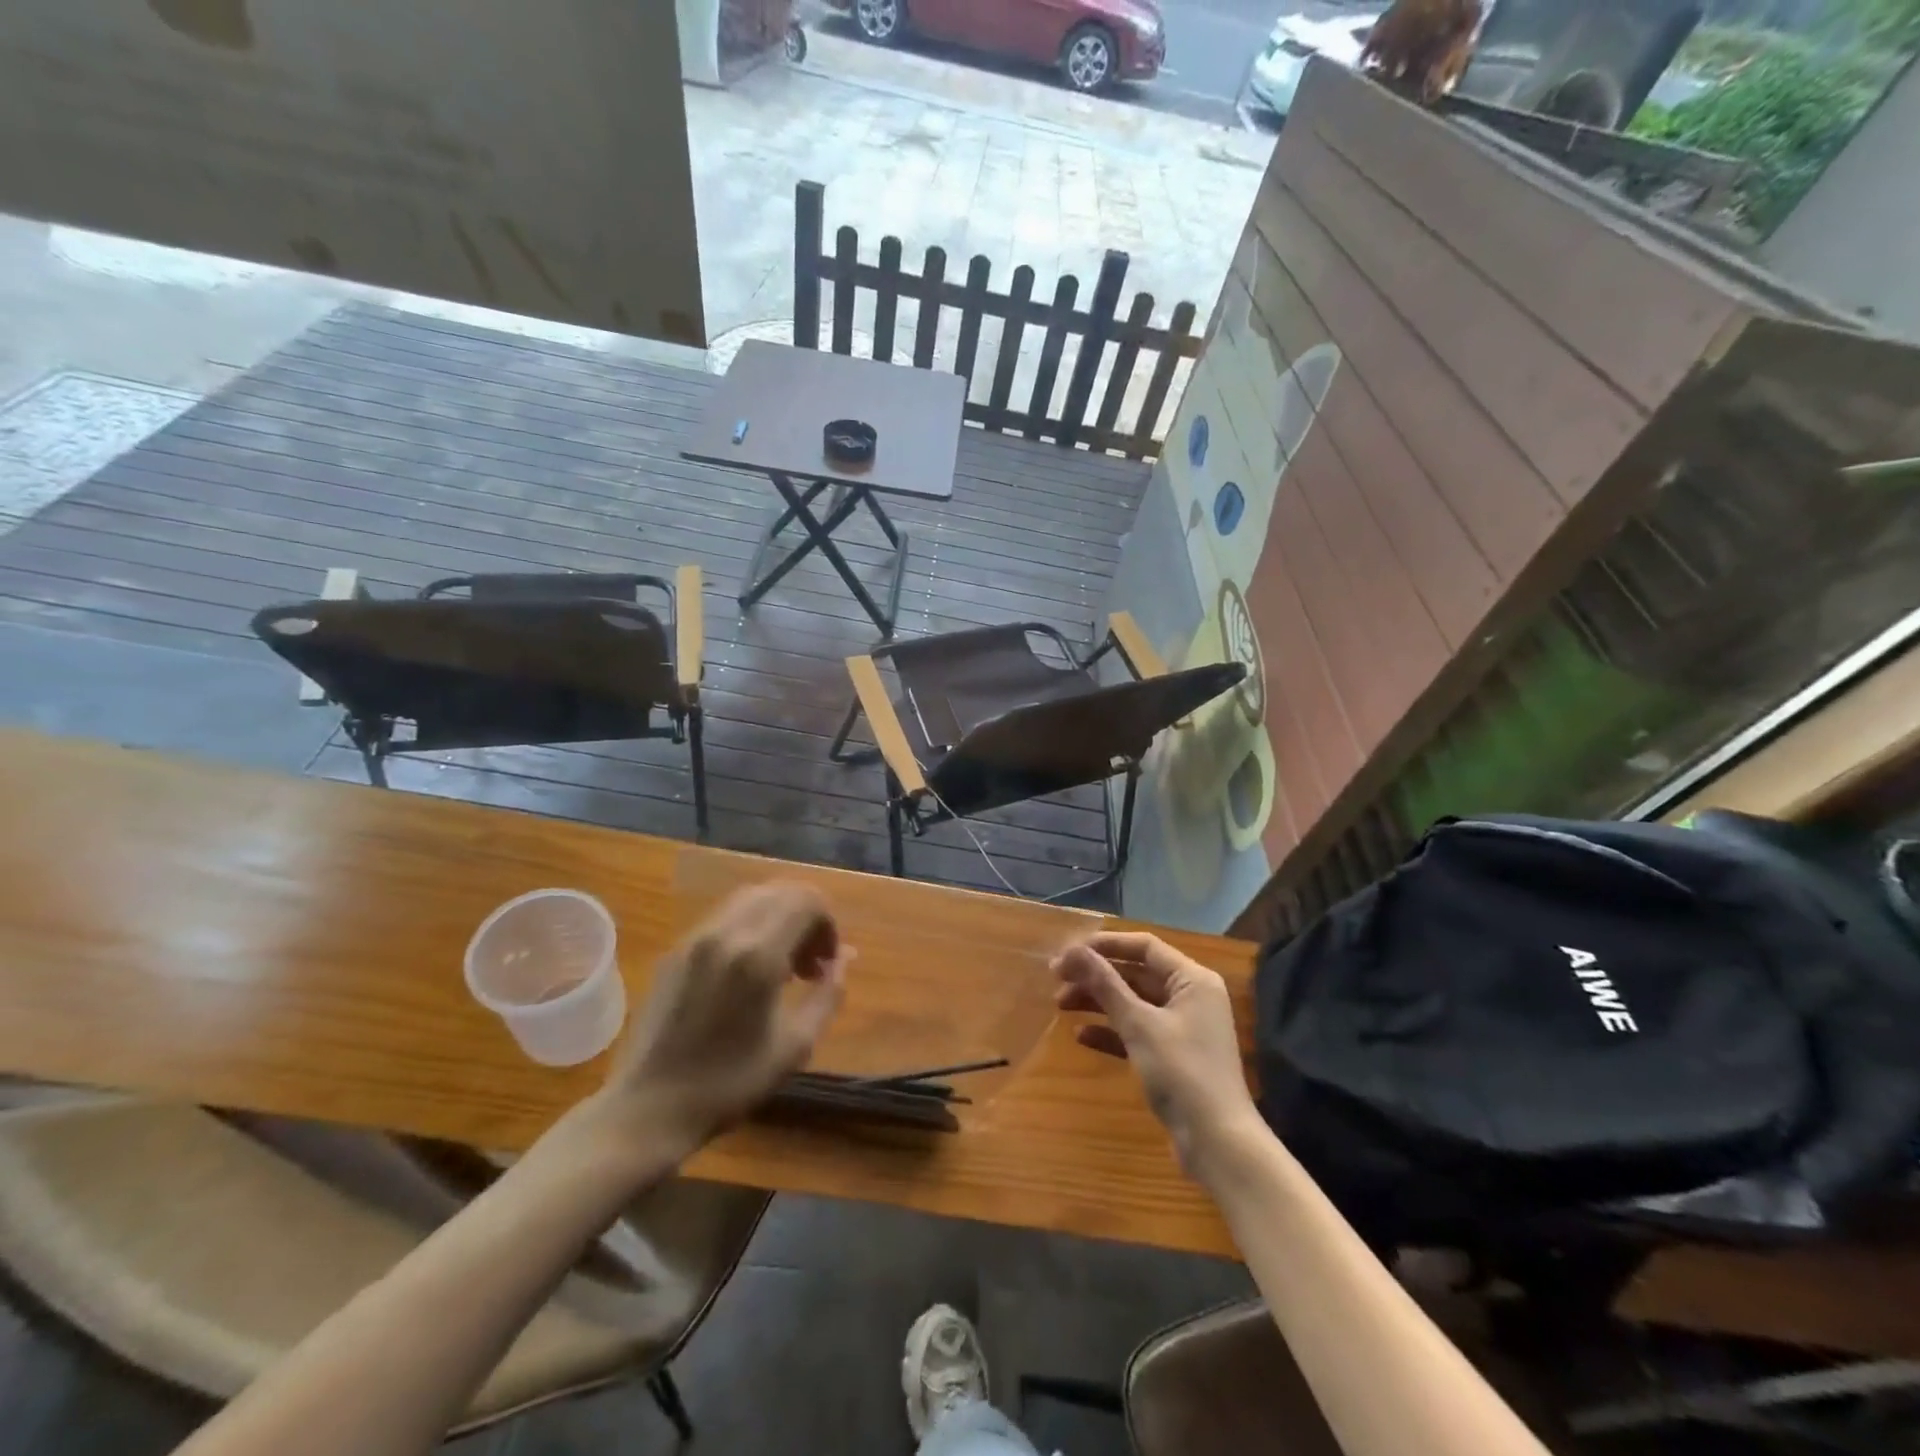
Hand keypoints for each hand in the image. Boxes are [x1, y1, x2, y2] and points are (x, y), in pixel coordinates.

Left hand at [599, 883, 849, 1157]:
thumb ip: (827, 995)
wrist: (648, 1108)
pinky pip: (724, 918)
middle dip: (806, 917)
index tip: (827, 963)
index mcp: (758, 954)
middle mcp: (726, 932)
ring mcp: (696, 938)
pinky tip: (748, 972)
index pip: (806, 900)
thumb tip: (842, 960)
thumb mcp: (795, 1046)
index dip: (828, 924)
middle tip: (810, 963)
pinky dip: (750, 928)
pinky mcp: (676, 950)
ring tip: (782, 966)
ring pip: (751, 898)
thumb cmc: (729, 1083)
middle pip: (780, 891)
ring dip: (778, 919)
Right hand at [1053, 931, 1259, 1175]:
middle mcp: (1190, 997)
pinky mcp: (1173, 1057)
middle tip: (1056, 980)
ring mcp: (1183, 1028)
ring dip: (1098, 1001)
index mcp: (1192, 980)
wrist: (1218, 1144)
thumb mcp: (1139, 1024)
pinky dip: (1111, 1031)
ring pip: (1133, 1003)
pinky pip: (1137, 1032)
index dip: (1105, 945)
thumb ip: (1105, 984)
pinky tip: (1081, 1035)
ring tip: (1060, 1005)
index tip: (1068, 952)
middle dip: (1096, 975)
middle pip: (1136, 973)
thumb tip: (1071, 950)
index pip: (1144, 946)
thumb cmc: (1182, 1072)